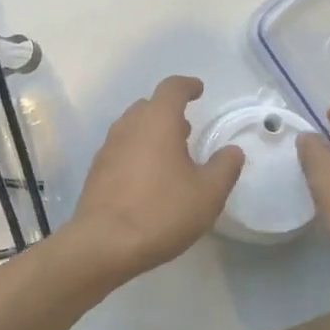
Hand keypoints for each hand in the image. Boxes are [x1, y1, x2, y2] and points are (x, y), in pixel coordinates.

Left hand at [67, 76, 243, 283]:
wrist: (104, 243)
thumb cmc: (161, 211)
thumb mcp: (207, 194)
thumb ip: (224, 168)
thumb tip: (232, 150)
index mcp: (157, 121)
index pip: (172, 88)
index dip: (187, 86)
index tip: (198, 90)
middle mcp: (129, 126)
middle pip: (149, 106)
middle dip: (169, 111)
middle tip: (187, 128)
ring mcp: (108, 148)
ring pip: (132, 127)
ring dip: (152, 132)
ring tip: (171, 153)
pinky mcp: (97, 170)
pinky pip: (121, 149)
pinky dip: (137, 151)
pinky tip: (149, 177)